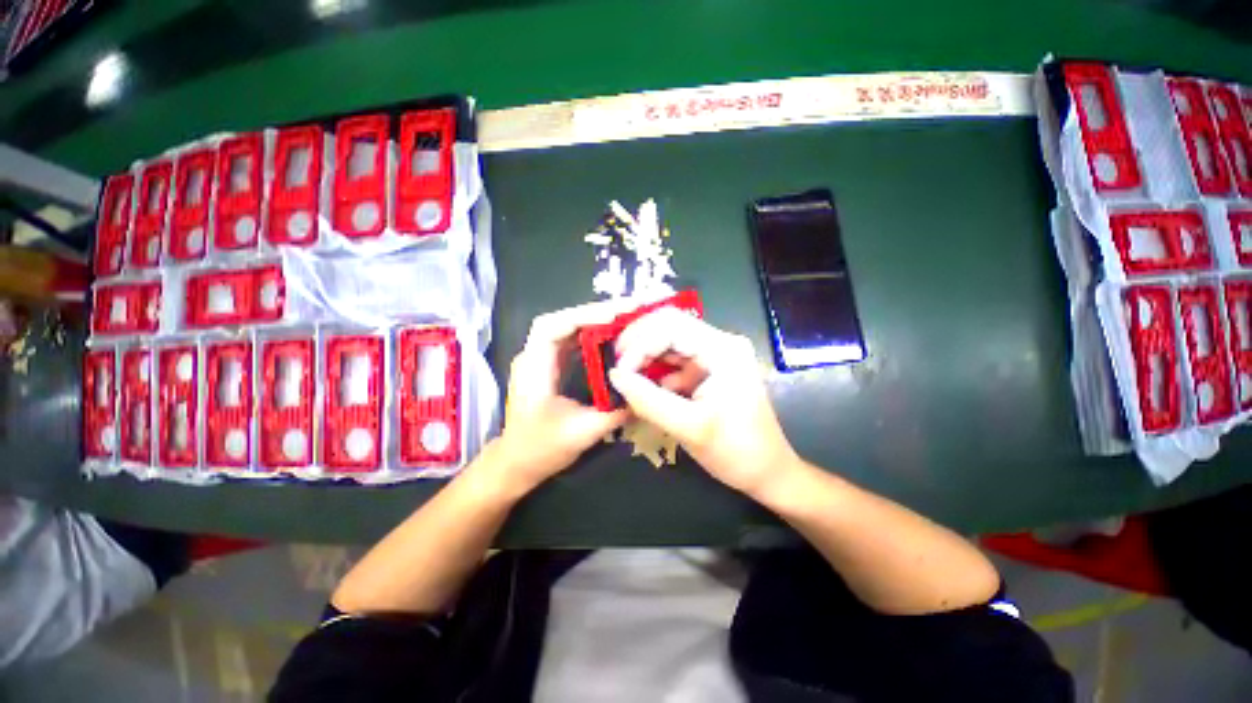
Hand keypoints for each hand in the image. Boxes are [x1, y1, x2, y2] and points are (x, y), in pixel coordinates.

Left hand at [492, 300, 632, 493]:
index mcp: (533, 368)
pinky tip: (613, 337)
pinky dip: (593, 334)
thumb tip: (644, 393)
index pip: (552, 327)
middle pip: (562, 321)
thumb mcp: (582, 433)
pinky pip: (572, 341)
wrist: (515, 464)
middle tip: (630, 310)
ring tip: (626, 318)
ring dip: (596, 320)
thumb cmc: (540, 450)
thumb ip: (614, 412)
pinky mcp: (550, 366)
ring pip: (568, 328)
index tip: (616, 315)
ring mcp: (541, 359)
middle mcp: (534, 356)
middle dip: (596, 312)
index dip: (584, 316)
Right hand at [608, 309, 799, 497]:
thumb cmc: (737, 451)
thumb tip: (614, 376)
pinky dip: (654, 369)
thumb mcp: (689, 428)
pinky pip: (673, 359)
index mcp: (722, 349)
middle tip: (615, 367)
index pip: (670, 326)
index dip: (639, 343)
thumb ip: (648, 400)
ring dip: (643, 356)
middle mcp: (719, 342)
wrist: (768, 471)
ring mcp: (713, 354)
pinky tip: (642, 386)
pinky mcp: (707, 368)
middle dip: (637, 343)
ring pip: (667, 341)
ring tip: (623, 376)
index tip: (618, 371)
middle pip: (667, 326)